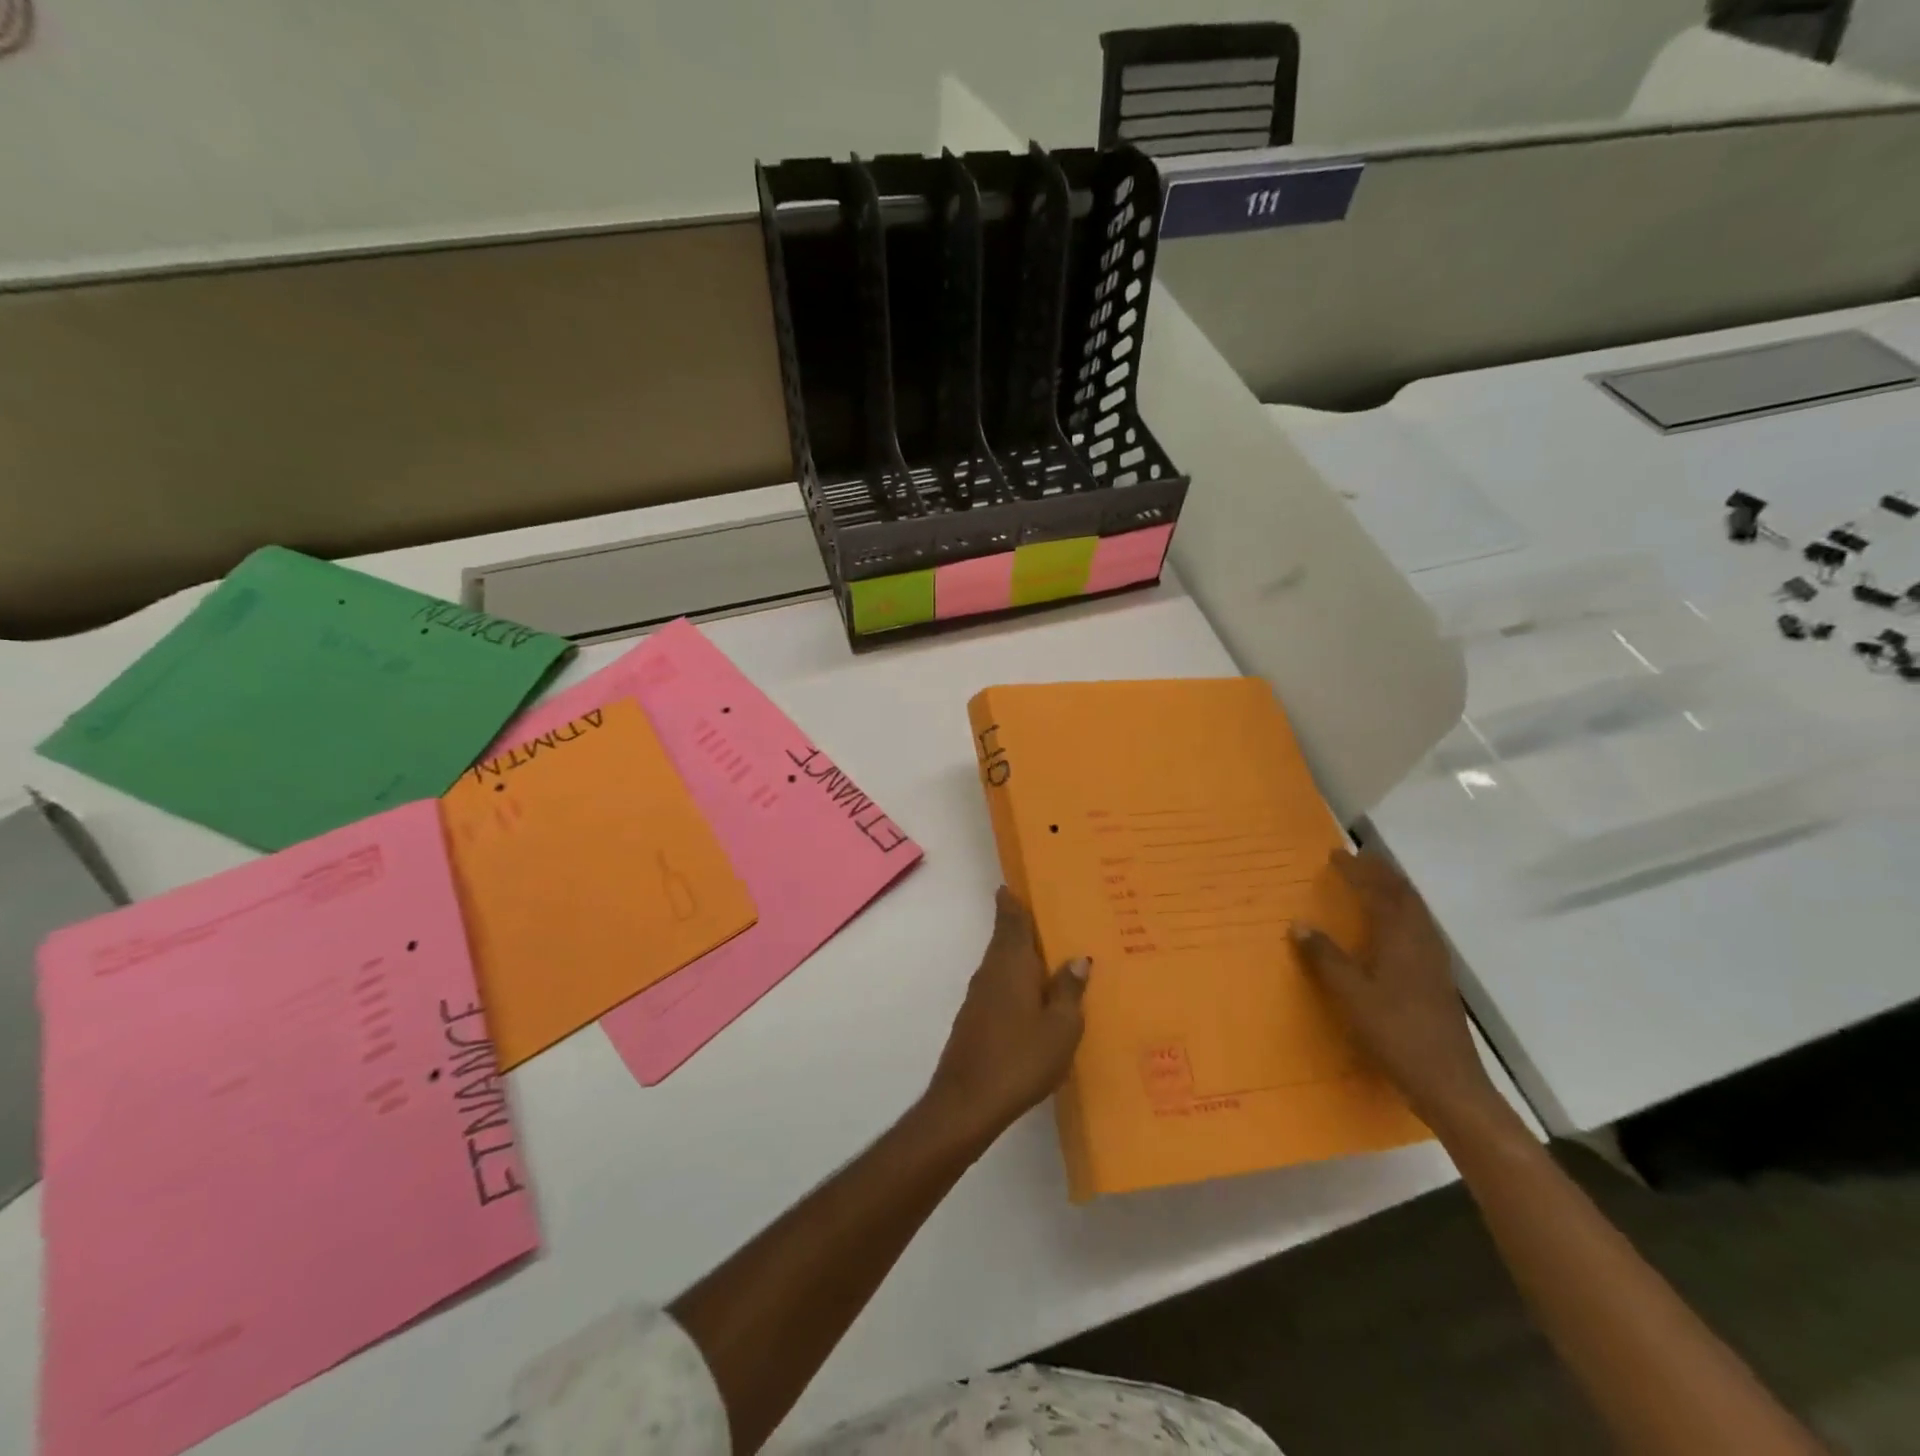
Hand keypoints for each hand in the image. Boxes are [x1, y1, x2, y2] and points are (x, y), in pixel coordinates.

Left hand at [925, 888, 1089, 1144]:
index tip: (1015, 884)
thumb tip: (1077, 957)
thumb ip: (1069, 990)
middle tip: (1039, 910)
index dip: (1013, 902)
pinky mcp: (974, 1018)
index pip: (1012, 921)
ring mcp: (979, 995)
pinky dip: (1013, 977)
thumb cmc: (1021, 1058)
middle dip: (1017, 922)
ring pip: (1000, 961)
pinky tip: (1029, 992)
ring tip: (1043, 949)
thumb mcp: (1061, 1028)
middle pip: (1004, 937)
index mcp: (1012, 964)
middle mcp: (991, 971)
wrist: (967, 1101)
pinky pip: (998, 983)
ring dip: (1017, 951)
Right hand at [1292, 851, 1498, 1129]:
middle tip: (1357, 860)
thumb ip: (1325, 957)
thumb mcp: (1350, 994)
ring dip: (1394, 891)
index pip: (1379, 891)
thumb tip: (1300, 924)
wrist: (1448, 1081)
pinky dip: (1401, 913)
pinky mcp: (1438, 979)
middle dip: (1380, 873)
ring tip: (1373, 883)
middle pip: (1404, 895)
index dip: (1358, 871)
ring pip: (1415, 912)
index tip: (1335, 855)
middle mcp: (1421, 941)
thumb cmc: (1394, 1032)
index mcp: (1400, 938)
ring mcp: (1434, 961)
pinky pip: (1419, 929)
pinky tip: (1391, 928)